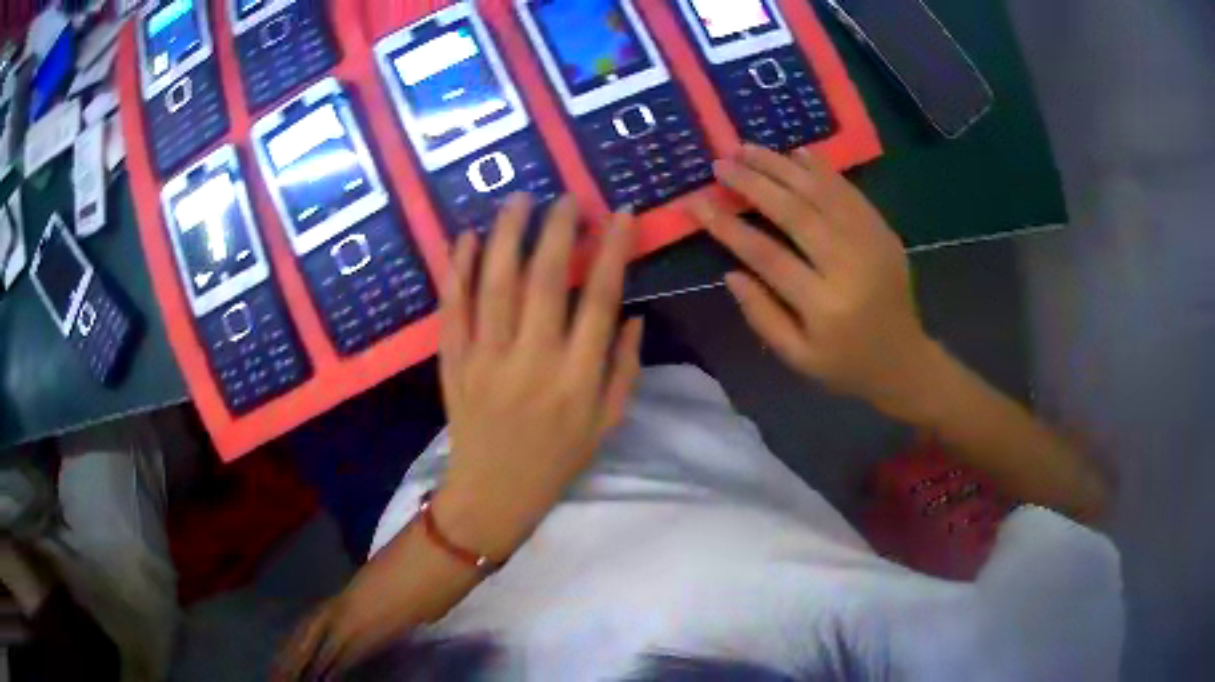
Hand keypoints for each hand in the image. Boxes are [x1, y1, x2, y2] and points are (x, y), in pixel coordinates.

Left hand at [437, 194, 642, 559]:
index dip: (612, 252)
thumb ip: (625, 369)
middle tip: (564, 197)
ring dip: (507, 235)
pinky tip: (466, 237)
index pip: (599, 300)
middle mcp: (532, 361)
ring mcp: (486, 358)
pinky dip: (458, 269)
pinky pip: (453, 308)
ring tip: (518, 200)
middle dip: (557, 230)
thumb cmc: (558, 459)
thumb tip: (633, 315)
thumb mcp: (608, 423)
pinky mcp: (454, 361)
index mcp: (577, 378)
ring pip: (495, 284)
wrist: (494, 492)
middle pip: (544, 280)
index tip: (620, 214)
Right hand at [690, 145, 938, 421]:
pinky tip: (797, 153)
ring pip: (822, 193)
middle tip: (720, 163)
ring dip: (782, 166)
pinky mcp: (883, 231)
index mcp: (824, 306)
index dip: (728, 226)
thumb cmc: (845, 364)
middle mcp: (849, 266)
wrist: (904, 359)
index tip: (696, 202)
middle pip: (796, 213)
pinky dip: (822, 169)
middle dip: (753, 184)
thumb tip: (730, 272)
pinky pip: (850, 192)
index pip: (767, 256)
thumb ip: (762, 315)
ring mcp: (870, 243)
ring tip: (748, 148)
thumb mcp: (797, 357)